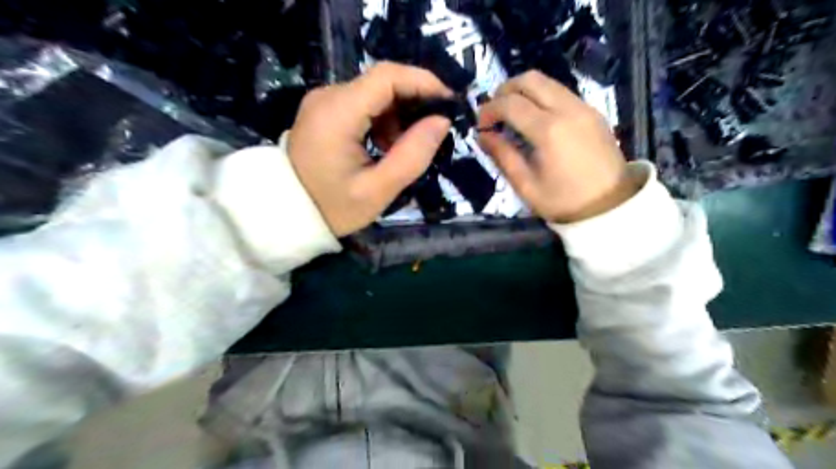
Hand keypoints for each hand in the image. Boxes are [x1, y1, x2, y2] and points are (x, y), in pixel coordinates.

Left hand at [287, 61, 451, 236]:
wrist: (287, 215)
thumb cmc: (332, 208)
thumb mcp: (378, 191)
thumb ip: (413, 155)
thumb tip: (441, 122)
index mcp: (338, 112)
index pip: (387, 76)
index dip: (424, 82)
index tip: (449, 104)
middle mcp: (328, 96)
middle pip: (382, 82)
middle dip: (414, 102)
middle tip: (433, 132)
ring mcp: (323, 102)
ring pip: (374, 93)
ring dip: (398, 115)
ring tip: (403, 149)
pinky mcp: (324, 112)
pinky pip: (362, 104)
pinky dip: (383, 121)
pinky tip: (385, 147)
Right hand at [477, 70, 641, 222]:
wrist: (611, 207)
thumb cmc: (563, 201)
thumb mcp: (526, 185)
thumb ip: (503, 156)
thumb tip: (482, 136)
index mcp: (549, 130)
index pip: (510, 103)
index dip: (489, 110)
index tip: (480, 125)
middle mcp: (568, 109)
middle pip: (530, 79)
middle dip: (505, 90)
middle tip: (494, 112)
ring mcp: (584, 107)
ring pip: (547, 82)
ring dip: (523, 91)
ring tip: (511, 114)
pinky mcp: (593, 111)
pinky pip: (561, 92)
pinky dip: (541, 97)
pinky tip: (534, 119)